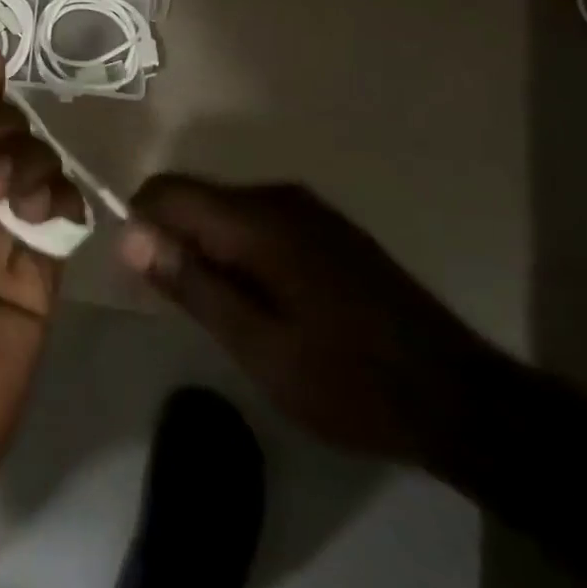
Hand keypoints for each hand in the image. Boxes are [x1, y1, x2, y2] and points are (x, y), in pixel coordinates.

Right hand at [118, 176, 502, 467]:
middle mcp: (278, 196)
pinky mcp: (327, 227)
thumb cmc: (347, 379)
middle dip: (177, 241)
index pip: (167, 190)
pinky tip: (267, 303)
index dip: (140, 223)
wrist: (457, 397)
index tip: (145, 276)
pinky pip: (259, 221)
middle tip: (190, 308)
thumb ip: (190, 283)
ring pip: (227, 210)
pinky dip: (242, 251)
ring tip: (230, 315)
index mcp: (256, 219)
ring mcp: (308, 208)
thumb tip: (129, 234)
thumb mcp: (256, 344)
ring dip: (210, 249)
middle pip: (197, 197)